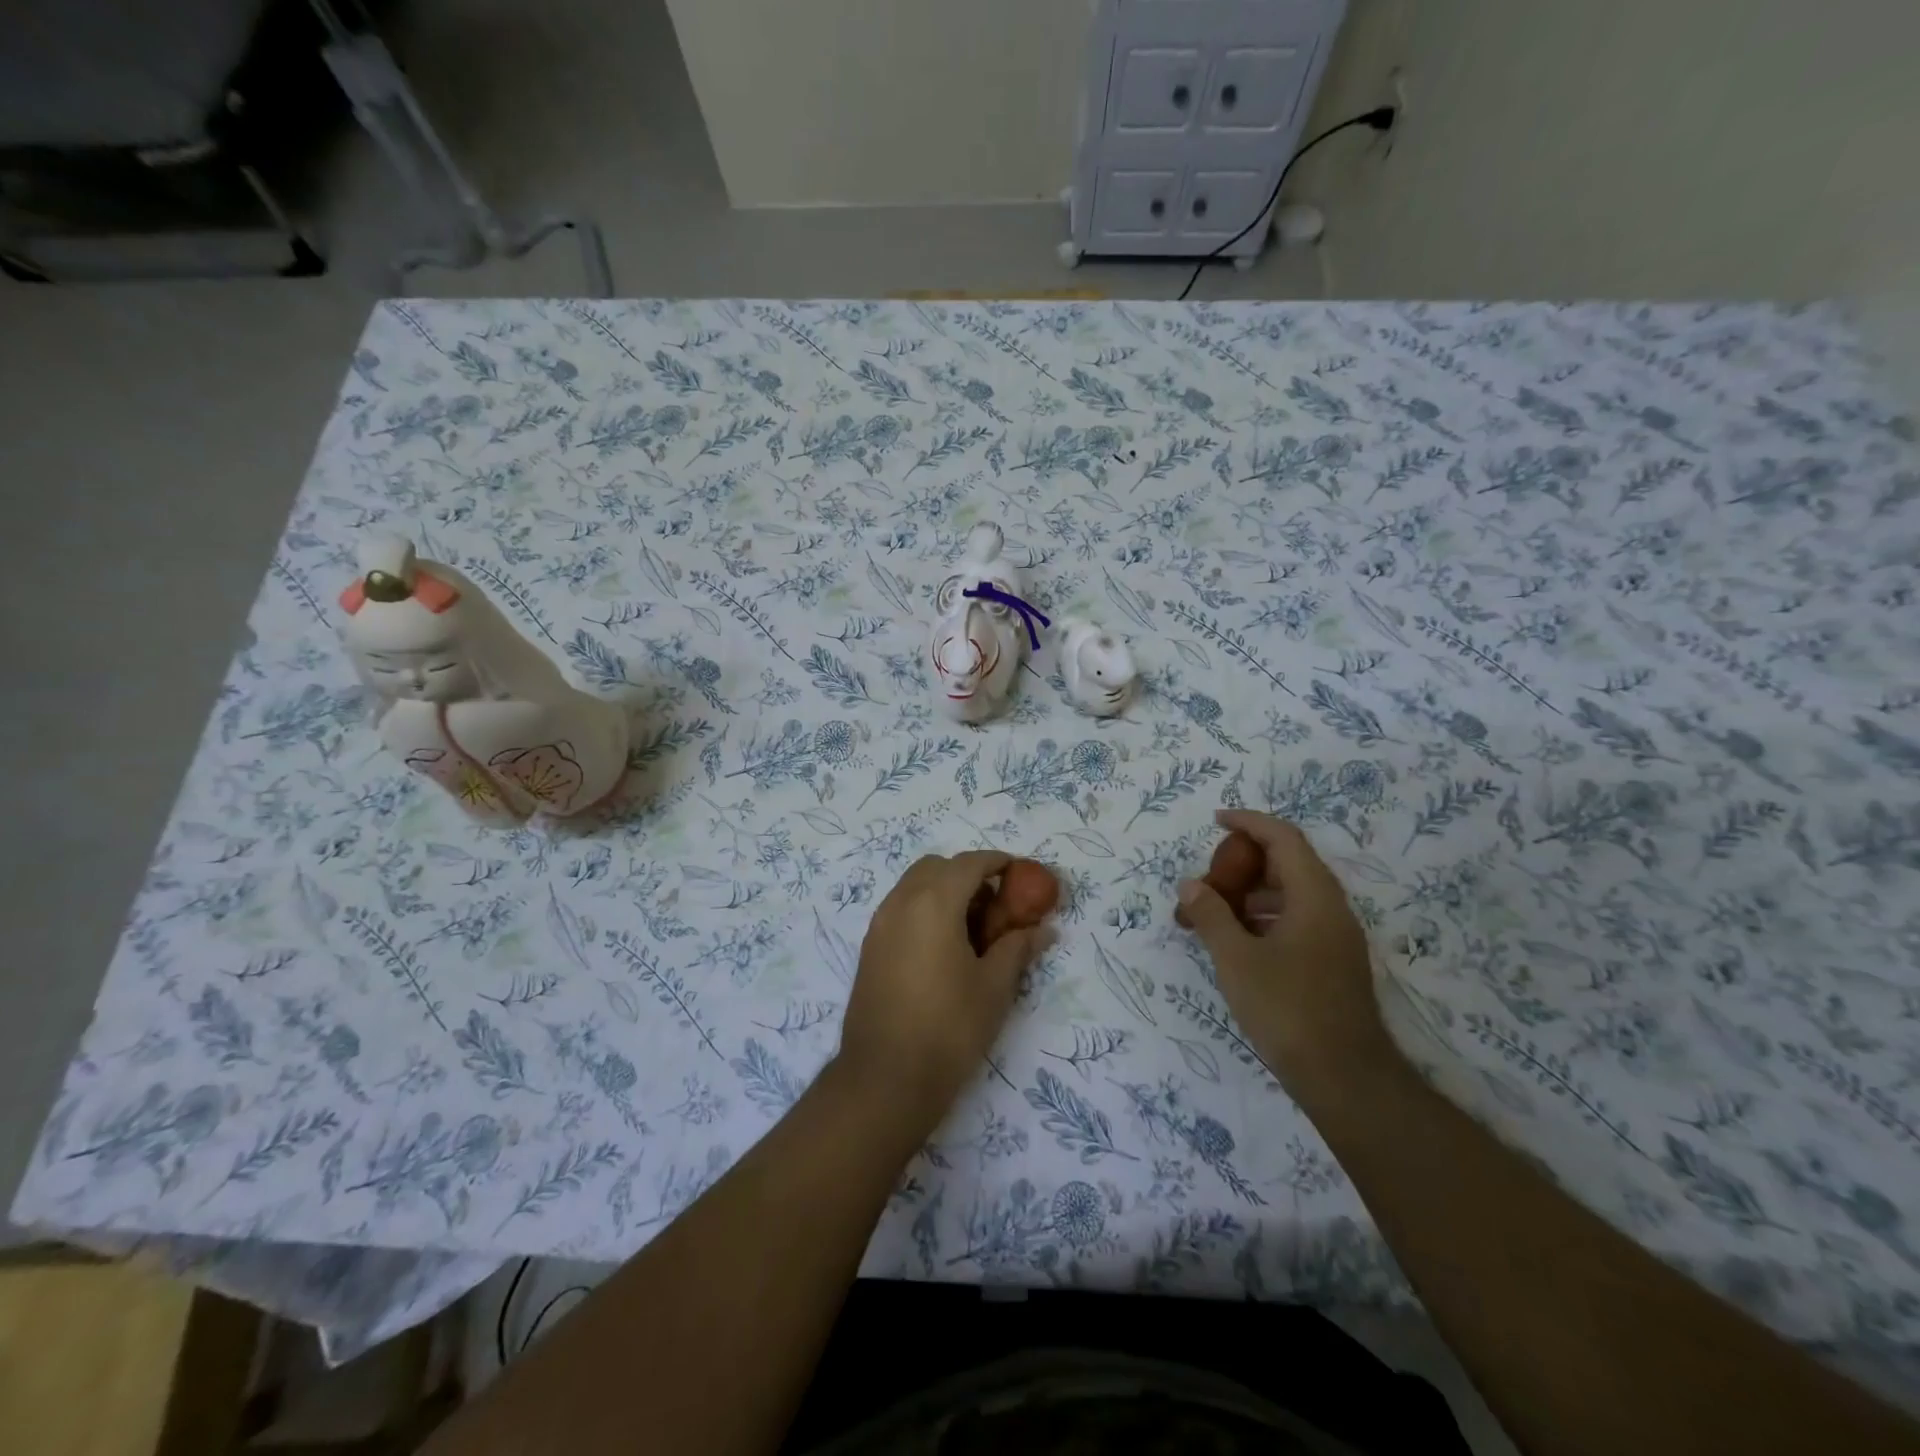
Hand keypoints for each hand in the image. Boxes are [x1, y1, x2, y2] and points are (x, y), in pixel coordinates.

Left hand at [839, 851, 1049, 1125]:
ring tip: (972, 928)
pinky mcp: (869, 948)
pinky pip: (900, 909)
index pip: (969, 863)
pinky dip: (924, 909)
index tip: (1019, 873)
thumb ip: (1018, 948)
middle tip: (995, 904)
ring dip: (943, 891)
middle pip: (936, 867)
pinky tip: (944, 947)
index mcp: (933, 903)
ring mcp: (879, 924)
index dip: (997, 862)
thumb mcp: (994, 987)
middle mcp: (901, 902)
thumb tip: (1043, 929)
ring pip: (914, 886)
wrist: (885, 1078)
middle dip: (967, 874)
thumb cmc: (949, 1028)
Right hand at [1176, 810, 1393, 1093]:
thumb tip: (1191, 886)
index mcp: (1314, 897)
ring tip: (1212, 912)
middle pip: (1288, 864)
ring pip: (1291, 895)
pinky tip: (1236, 941)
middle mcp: (1331, 909)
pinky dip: (1263, 918)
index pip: (1283, 839)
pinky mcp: (1332, 963)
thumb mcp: (1236, 959)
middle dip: (1243, 864)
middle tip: (1207, 878)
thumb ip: (1211, 915)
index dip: (1249, 822)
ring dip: (1250, 894)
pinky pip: (1296, 920)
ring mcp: (1336, 938)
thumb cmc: (1287, 1009)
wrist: (1345, 1078)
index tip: (1217, 821)